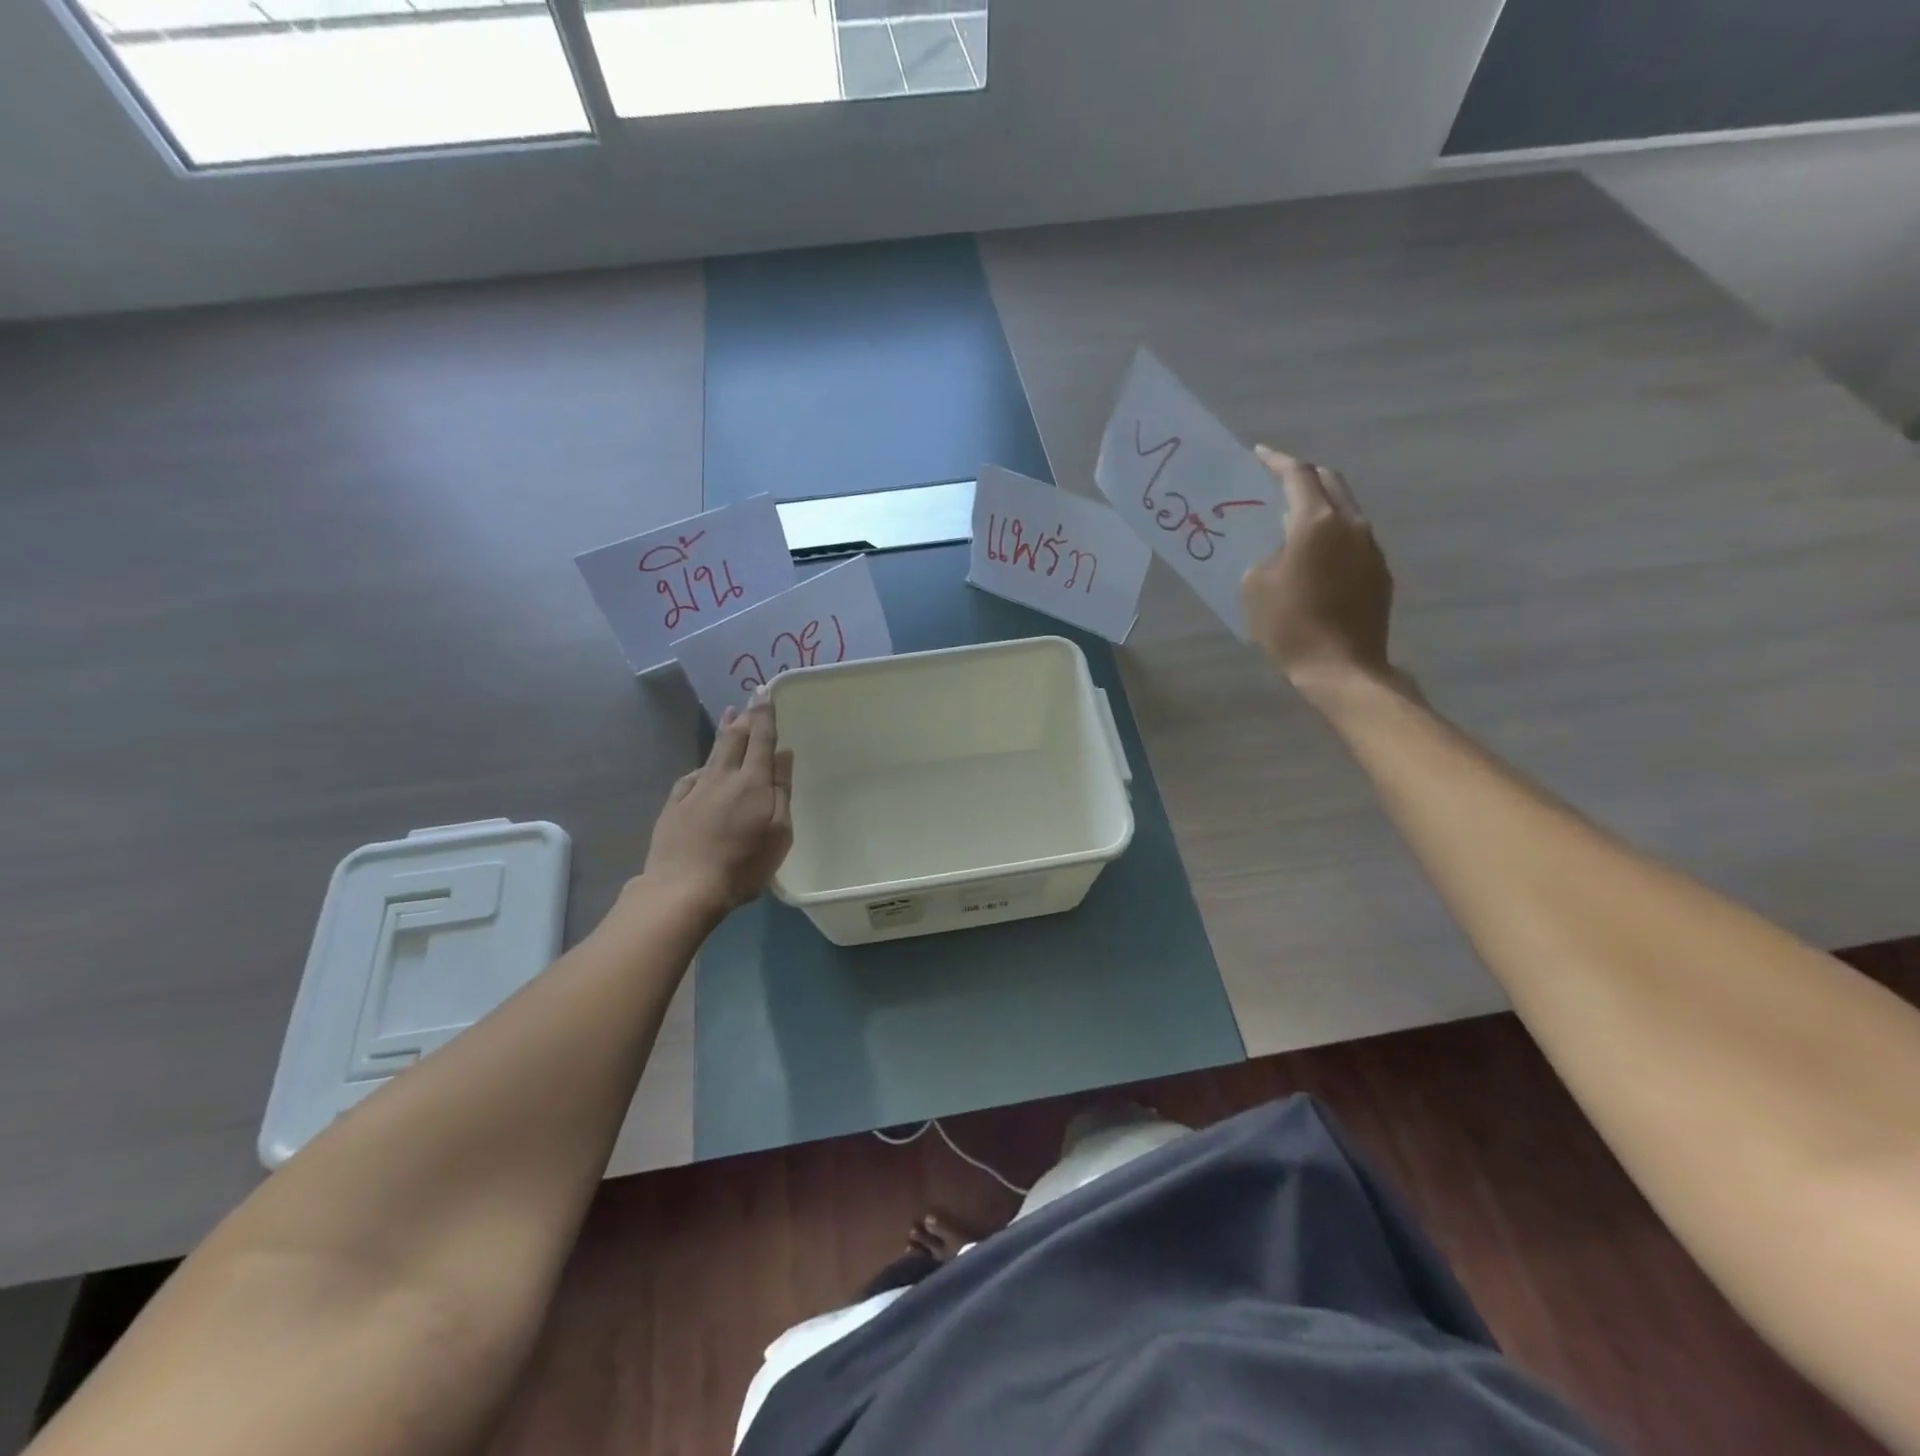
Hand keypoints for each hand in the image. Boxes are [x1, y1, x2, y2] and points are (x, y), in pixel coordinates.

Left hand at [643, 690, 793, 913]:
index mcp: (753, 782)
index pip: (761, 739)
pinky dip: (702, 766)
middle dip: (744, 718)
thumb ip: (781, 790)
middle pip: (734, 740)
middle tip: (748, 699)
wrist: (684, 888)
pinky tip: (702, 767)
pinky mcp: (674, 807)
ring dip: (723, 732)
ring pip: (712, 753)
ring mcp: (695, 791)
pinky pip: (691, 777)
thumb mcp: (779, 832)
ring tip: (729, 716)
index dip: (764, 714)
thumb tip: (783, 754)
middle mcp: (722, 778)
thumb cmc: (743, 864)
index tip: (765, 692)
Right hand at [1241, 447, 1400, 702]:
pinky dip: (1332, 535)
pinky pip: (1353, 539)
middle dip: (1303, 476)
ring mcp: (1371, 547)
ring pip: (1345, 509)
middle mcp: (1350, 523)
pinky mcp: (1380, 571)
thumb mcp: (1256, 587)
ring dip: (1320, 506)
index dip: (1276, 462)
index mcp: (1316, 521)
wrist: (1341, 666)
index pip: (1297, 475)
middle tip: (1278, 483)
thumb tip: (1280, 548)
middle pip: (1329, 482)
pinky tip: (1315, 557)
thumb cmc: (1290, 625)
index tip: (1259, 455)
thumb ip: (1266, 554)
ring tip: (1294, 520)